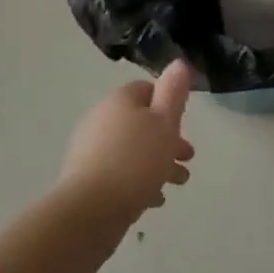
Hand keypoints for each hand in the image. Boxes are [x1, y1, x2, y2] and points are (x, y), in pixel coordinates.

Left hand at [61, 62, 195, 219]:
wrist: (91, 208)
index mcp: (120, 100)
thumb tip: (178, 64)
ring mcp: (90, 148)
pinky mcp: (86, 176)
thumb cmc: (136, 161)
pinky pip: (118, 172)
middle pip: (140, 122)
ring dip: (156, 163)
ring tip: (177, 183)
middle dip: (167, 139)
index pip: (147, 90)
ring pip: (131, 149)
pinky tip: (153, 200)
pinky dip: (138, 180)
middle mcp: (101, 118)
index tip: (184, 123)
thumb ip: (173, 93)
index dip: (168, 104)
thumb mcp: (165, 123)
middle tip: (187, 158)